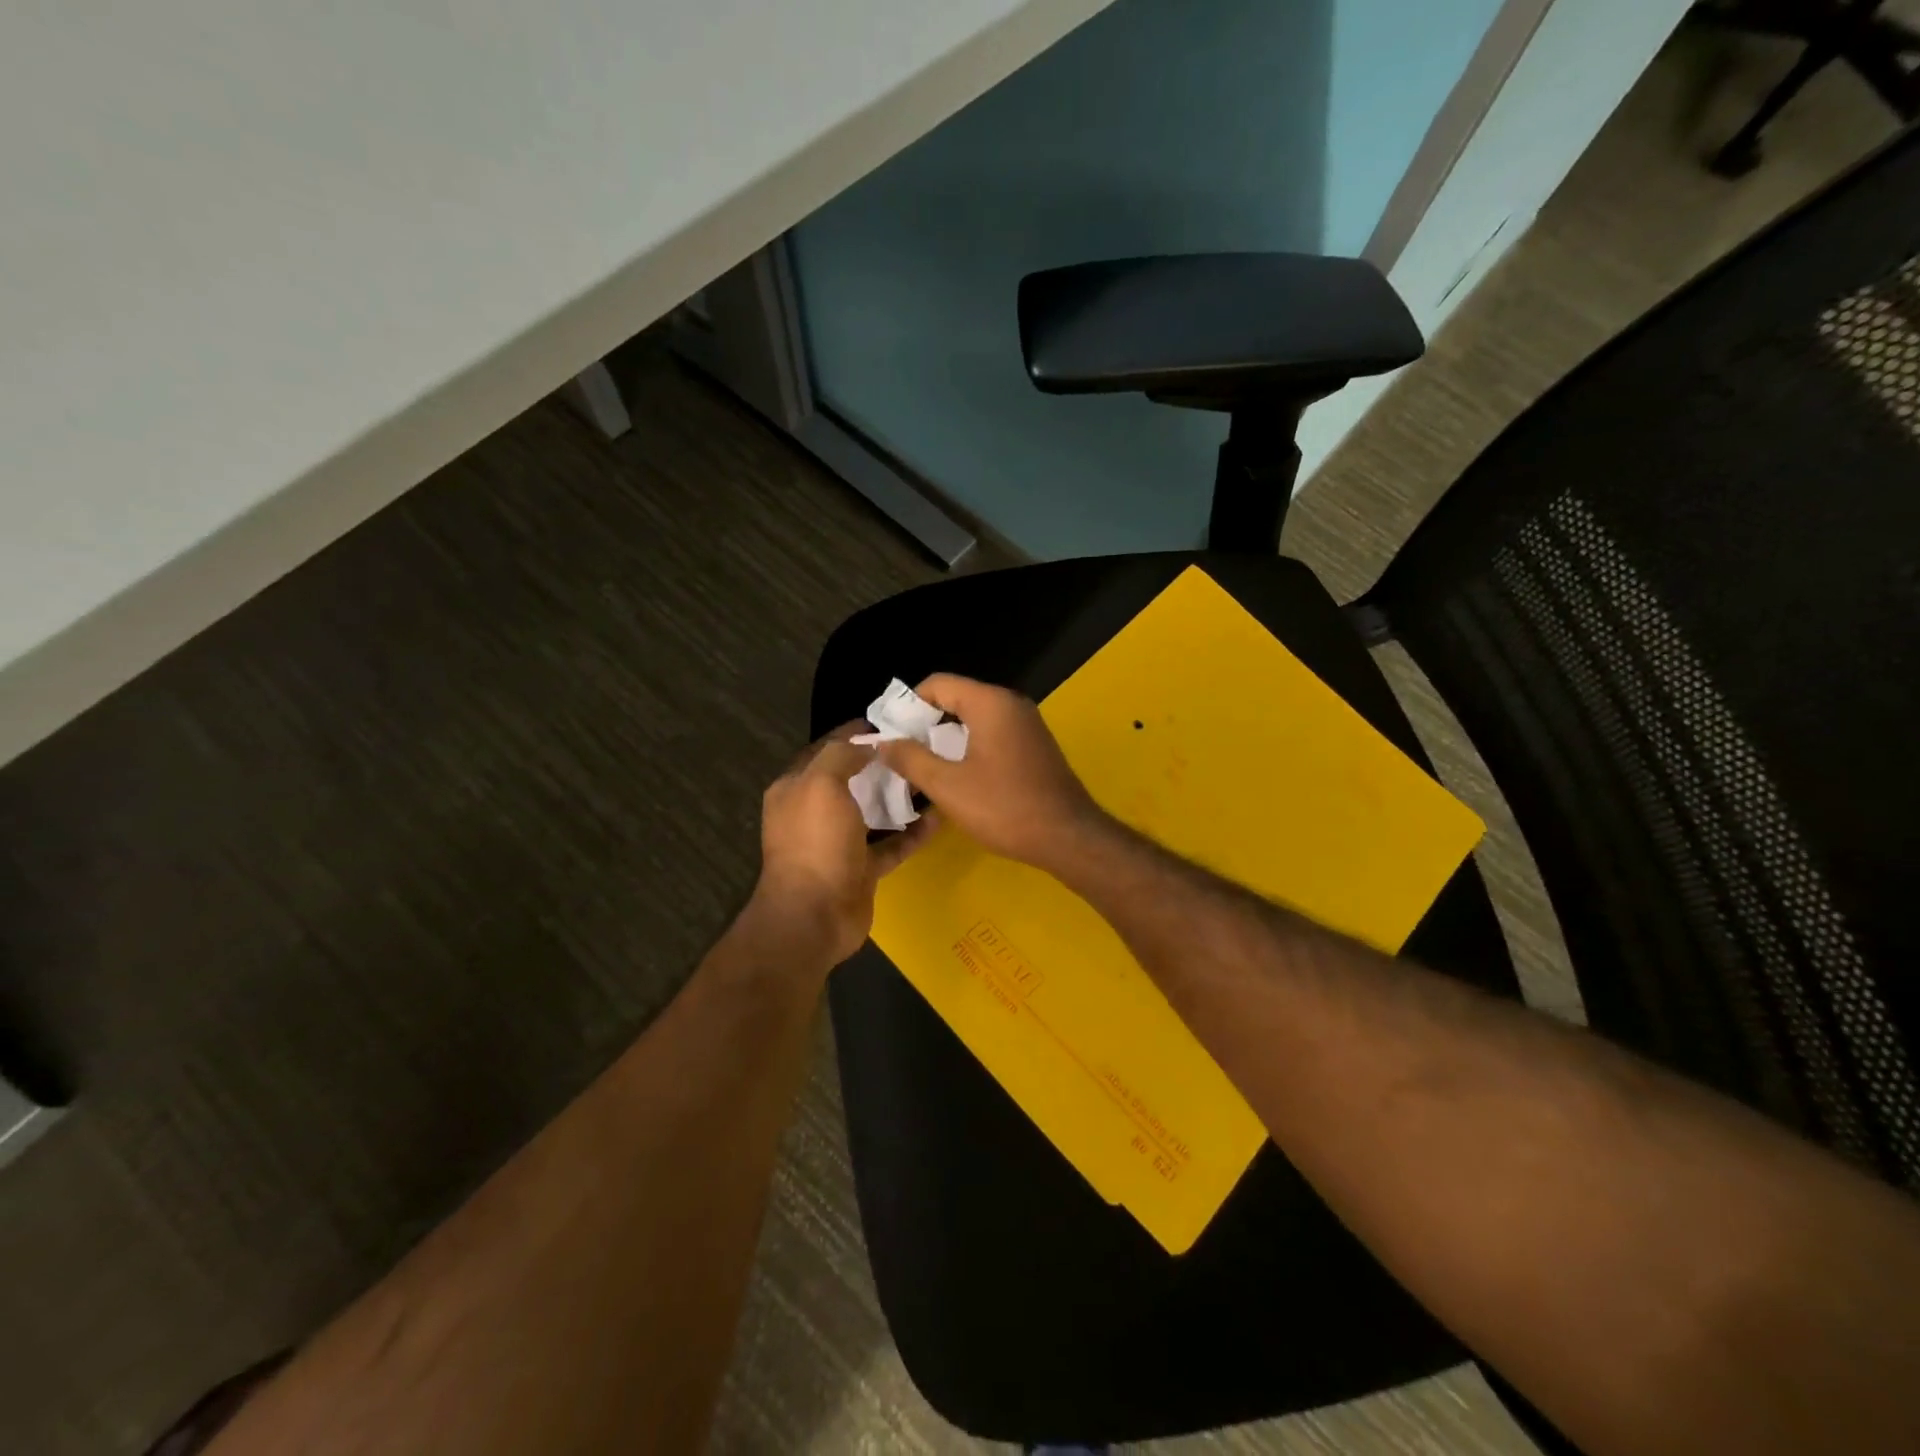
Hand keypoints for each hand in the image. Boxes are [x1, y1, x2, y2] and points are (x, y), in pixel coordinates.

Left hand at [752, 724, 934, 965]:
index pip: (825, 750)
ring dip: (899, 797)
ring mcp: (839, 843)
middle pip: (852, 780)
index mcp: (795, 789)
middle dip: (881, 764)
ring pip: (874, 812)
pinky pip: (892, 844)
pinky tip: (939, 817)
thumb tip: (867, 744)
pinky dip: (913, 833)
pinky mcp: (862, 869)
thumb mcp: (821, 784)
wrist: (815, 915)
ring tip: (932, 775)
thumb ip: (842, 755)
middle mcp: (814, 813)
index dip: (853, 734)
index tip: (888, 721)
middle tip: (918, 746)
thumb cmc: (815, 842)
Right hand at [875, 674, 1105, 871]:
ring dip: (946, 739)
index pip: (938, 684)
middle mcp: (1011, 705)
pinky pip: (992, 735)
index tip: (890, 734)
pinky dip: (969, 748)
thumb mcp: (948, 786)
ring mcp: (1026, 725)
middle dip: (925, 723)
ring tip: (922, 769)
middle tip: (901, 754)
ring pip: (974, 719)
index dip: (908, 705)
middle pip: (956, 699)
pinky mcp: (1033, 746)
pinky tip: (957, 777)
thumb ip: (911, 759)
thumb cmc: (1005, 808)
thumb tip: (883, 742)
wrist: (1068, 837)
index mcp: (991, 703)